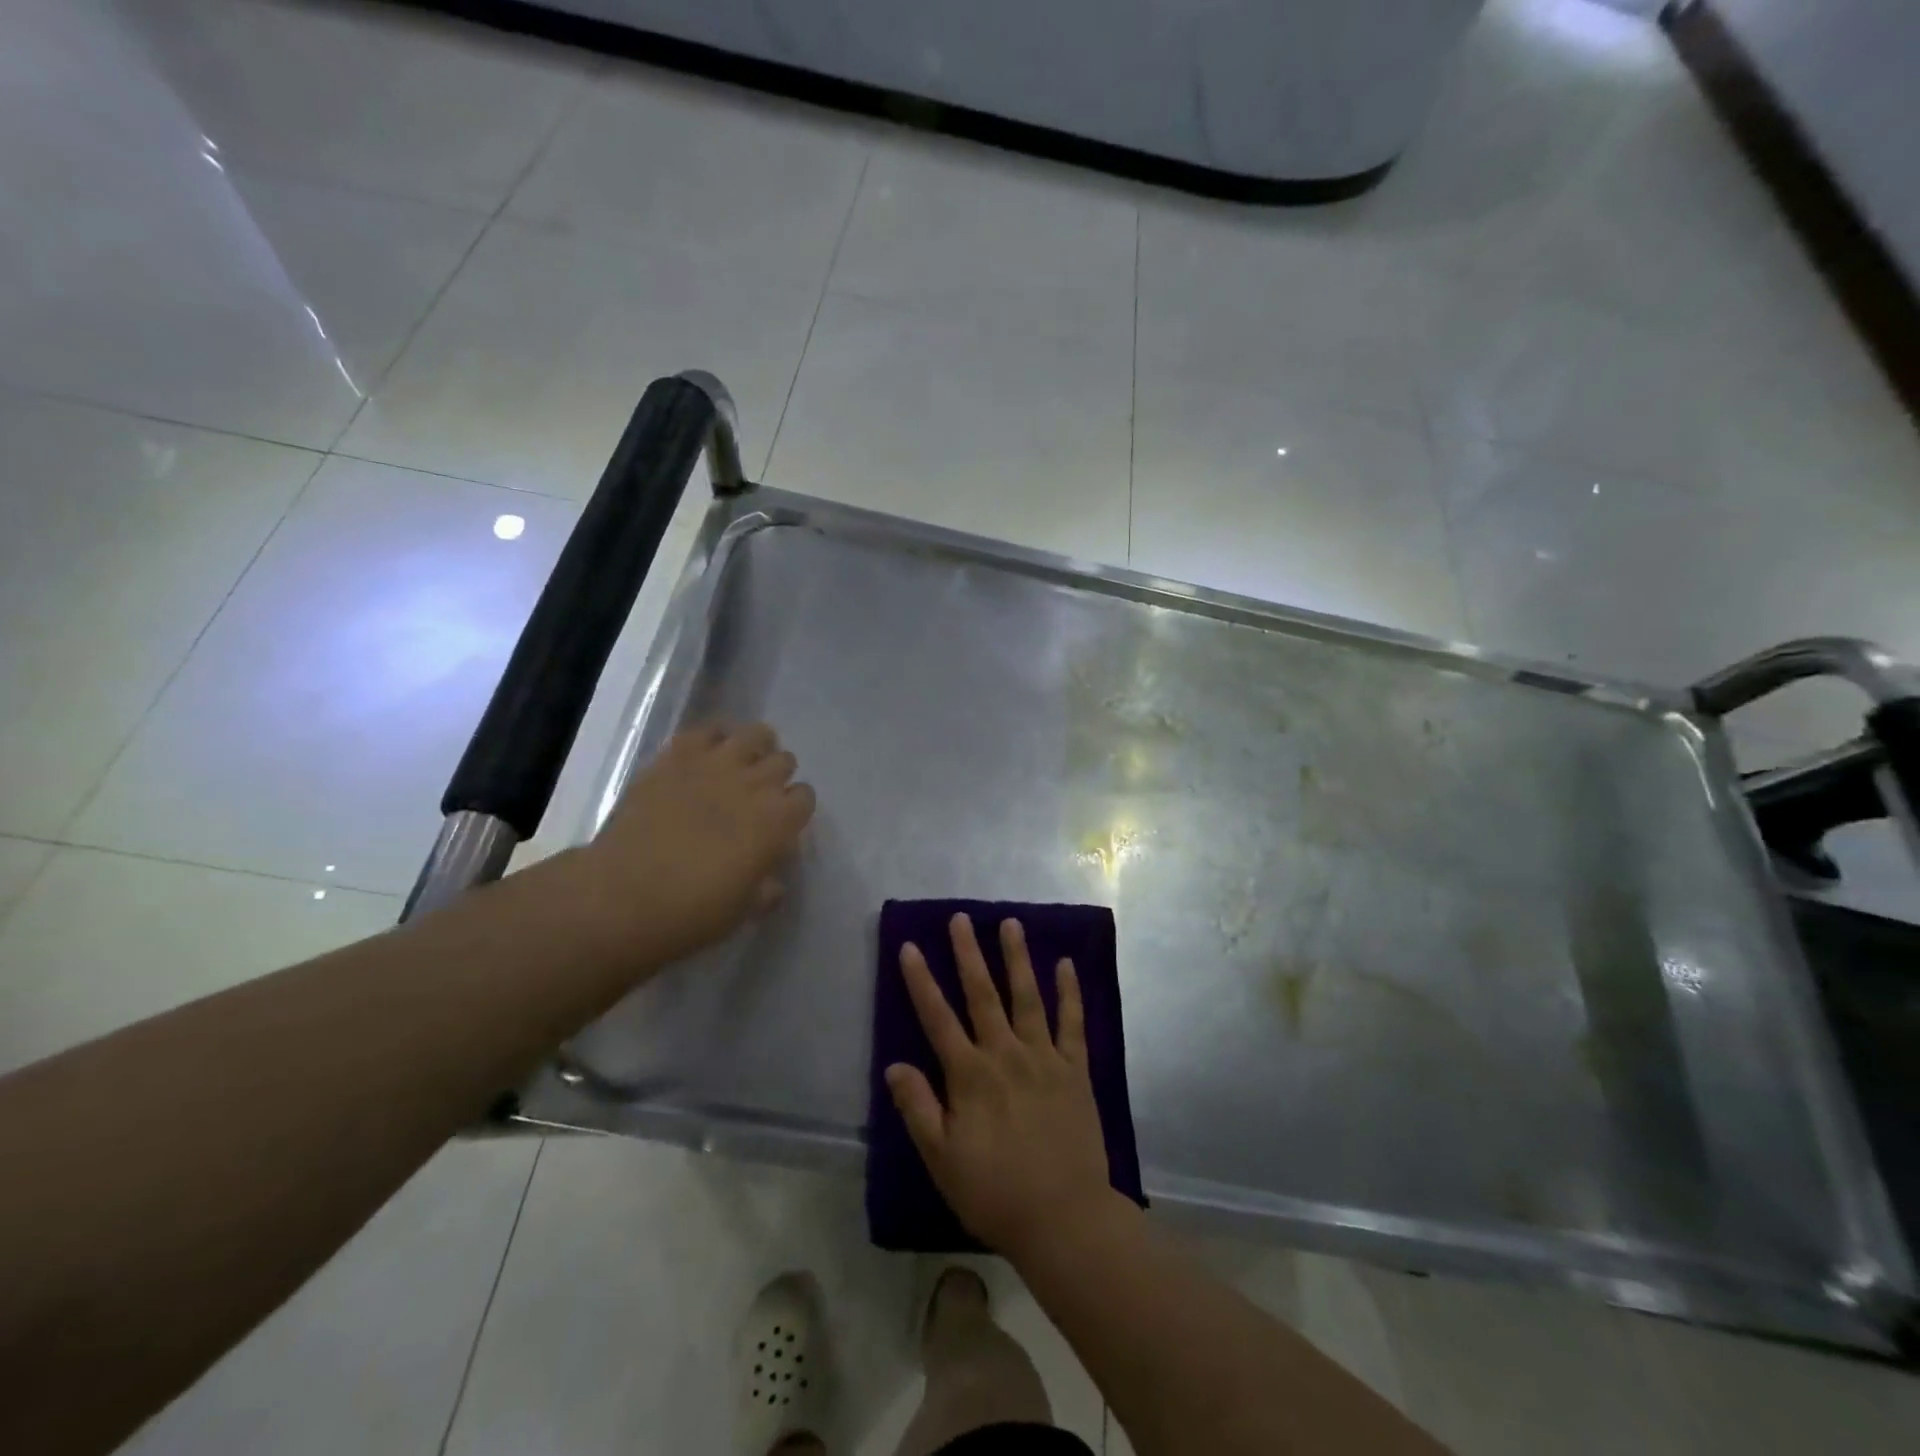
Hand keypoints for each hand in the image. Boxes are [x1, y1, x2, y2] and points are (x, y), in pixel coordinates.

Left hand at [565, 723, 813, 966]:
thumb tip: (771, 880)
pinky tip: (704, 756)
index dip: (794, 810)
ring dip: (755, 748)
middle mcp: (755, 783)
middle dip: (776, 777)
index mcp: (778, 821)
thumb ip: (765, 889)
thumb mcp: (742, 910)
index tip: (780, 824)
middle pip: (784, 761)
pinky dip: (713, 738)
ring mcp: (716, 763)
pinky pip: (707, 729)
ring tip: (739, 765)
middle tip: (756, 797)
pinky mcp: (677, 755)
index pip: (805, 797)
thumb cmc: (692, 912)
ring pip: (755, 734)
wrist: (624, 895)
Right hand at [886, 913, 1122, 1261]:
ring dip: (1017, 958)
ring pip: (1027, 996)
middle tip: (960, 918)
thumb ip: (917, 1108)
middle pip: (982, 994)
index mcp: (969, 1075)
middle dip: (968, 953)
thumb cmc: (994, 1192)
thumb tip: (894, 1064)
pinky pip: (1072, 1023)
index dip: (921, 981)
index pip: (937, 1018)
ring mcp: (1044, 1058)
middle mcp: (1005, 1054)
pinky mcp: (1075, 1070)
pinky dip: (1069, 992)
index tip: (910, 946)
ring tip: (1011, 923)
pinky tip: (1066, 964)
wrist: (1064, 1218)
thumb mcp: (941, 1159)